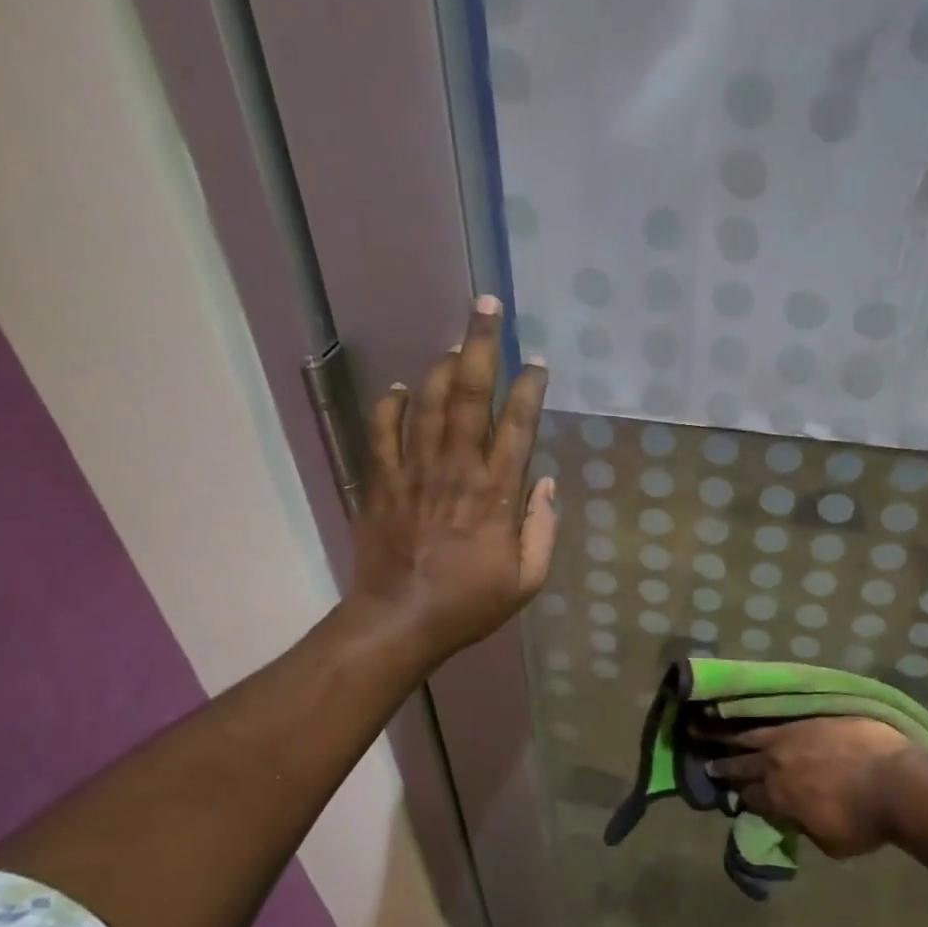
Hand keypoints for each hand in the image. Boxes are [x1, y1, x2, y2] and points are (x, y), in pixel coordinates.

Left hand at [350, 297, 555, 665]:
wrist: (399, 621)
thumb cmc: (469, 603)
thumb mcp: (527, 579)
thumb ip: (542, 528)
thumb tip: (546, 482)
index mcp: (496, 492)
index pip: (517, 425)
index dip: (528, 388)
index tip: (536, 362)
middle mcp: (456, 469)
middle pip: (468, 395)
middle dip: (480, 346)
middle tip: (485, 306)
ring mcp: (414, 472)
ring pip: (426, 404)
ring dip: (440, 368)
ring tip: (454, 346)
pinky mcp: (381, 482)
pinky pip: (382, 432)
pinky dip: (389, 406)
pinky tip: (396, 388)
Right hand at [705, 718, 910, 857]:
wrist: (896, 782)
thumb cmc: (865, 821)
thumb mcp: (830, 841)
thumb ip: (807, 827)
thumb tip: (800, 820)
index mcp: (778, 796)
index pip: (751, 797)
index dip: (742, 798)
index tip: (735, 796)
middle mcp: (777, 764)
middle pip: (743, 765)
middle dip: (724, 766)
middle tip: (707, 764)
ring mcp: (793, 736)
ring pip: (754, 736)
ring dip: (733, 737)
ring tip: (716, 732)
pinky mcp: (812, 719)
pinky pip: (779, 719)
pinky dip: (763, 722)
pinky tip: (756, 719)